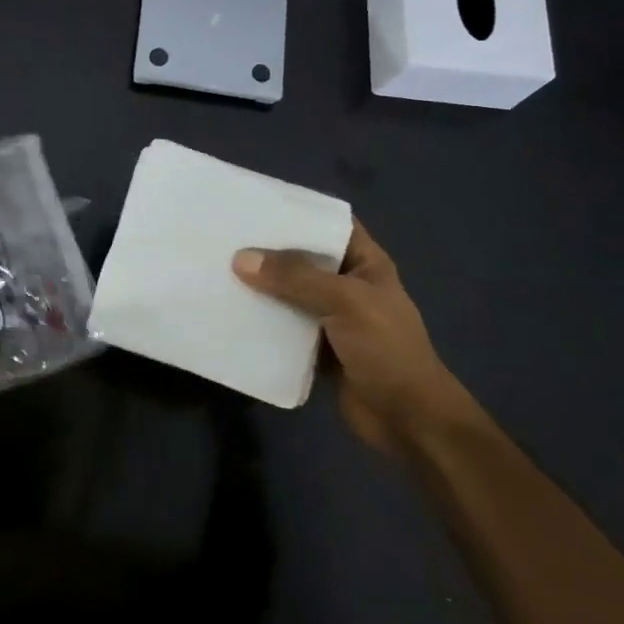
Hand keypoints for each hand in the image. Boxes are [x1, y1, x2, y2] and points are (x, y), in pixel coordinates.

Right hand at [232, 222, 474, 452]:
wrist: (407, 420)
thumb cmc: (387, 349)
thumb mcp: (346, 302)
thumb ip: (295, 278)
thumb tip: (241, 258)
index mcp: (365, 263)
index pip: (330, 224)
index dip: (299, 211)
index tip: (256, 203)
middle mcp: (346, 284)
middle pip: (302, 258)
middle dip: (267, 250)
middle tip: (223, 236)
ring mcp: (330, 317)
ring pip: (288, 293)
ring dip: (259, 287)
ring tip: (216, 269)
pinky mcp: (315, 348)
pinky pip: (283, 326)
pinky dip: (261, 321)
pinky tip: (229, 312)